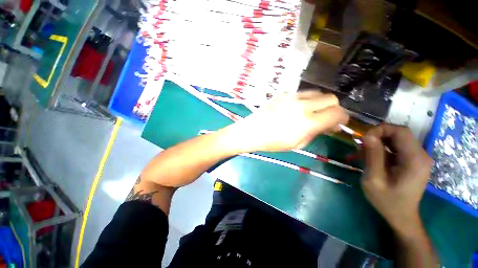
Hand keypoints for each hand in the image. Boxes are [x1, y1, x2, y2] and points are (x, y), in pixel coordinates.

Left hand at [220, 91, 348, 152]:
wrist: (252, 131)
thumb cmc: (272, 142)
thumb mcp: (297, 144)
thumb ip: (316, 132)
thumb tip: (329, 124)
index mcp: (308, 122)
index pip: (338, 113)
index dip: (342, 118)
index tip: (338, 123)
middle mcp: (303, 105)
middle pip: (331, 98)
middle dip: (333, 108)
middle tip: (325, 117)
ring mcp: (292, 97)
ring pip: (317, 92)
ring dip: (319, 102)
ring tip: (311, 111)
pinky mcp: (283, 93)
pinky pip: (301, 93)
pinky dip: (305, 99)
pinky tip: (296, 107)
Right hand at [361, 124, 432, 233]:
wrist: (402, 216)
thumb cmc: (387, 200)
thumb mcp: (374, 179)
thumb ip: (373, 156)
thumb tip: (368, 135)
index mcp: (415, 160)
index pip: (400, 131)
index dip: (380, 130)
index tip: (363, 139)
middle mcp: (421, 155)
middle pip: (399, 134)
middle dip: (377, 136)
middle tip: (361, 146)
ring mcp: (419, 159)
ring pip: (397, 140)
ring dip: (378, 143)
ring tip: (363, 153)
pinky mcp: (414, 162)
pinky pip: (397, 148)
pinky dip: (383, 149)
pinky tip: (372, 158)